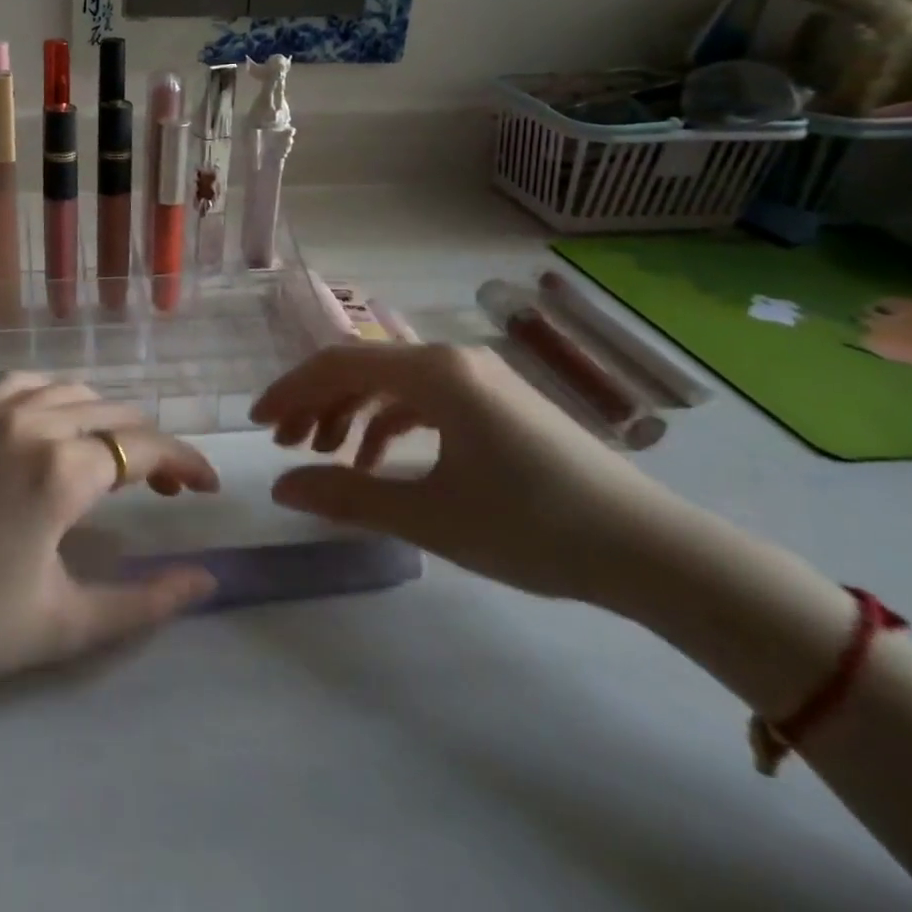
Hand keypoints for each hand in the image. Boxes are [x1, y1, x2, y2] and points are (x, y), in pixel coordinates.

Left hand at [0, 373, 220, 687]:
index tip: (208, 487)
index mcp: (62, 469)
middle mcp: (34, 422)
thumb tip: (206, 579)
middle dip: (152, 445)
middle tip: (167, 488)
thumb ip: (144, 602)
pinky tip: (57, 421)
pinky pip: (26, 381)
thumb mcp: (65, 625)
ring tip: (116, 457)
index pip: (146, 449)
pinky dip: (57, 394)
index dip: (186, 463)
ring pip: (74, 391)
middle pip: (116, 414)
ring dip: (108, 418)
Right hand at [253, 343, 692, 603]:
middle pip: (362, 368)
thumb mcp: (429, 515)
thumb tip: (280, 487)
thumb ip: (347, 496)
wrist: (653, 552)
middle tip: (285, 446)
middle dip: (316, 404)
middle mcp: (452, 360)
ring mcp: (478, 378)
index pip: (339, 364)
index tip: (258, 423)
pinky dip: (390, 423)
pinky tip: (379, 461)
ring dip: (350, 413)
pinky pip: (424, 399)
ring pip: (391, 383)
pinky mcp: (497, 402)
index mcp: (434, 372)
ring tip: (325, 457)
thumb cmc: (533, 526)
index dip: (291, 390)